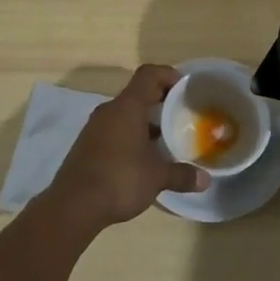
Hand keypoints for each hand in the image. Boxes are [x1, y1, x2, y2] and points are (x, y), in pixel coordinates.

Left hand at [41, 65, 208, 231]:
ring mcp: (94, 128)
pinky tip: (143, 158)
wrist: (73, 206)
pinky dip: (131, 136)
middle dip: (160, 102)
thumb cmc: (120, 179)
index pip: (148, 74)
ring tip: (166, 139)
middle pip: (137, 94)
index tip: (185, 88)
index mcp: (127, 107)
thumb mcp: (157, 177)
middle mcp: (109, 111)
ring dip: (145, 122)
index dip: (168, 75)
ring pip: (125, 114)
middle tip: (181, 115)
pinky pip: (114, 130)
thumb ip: (182, 175)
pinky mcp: (87, 146)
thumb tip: (206, 180)